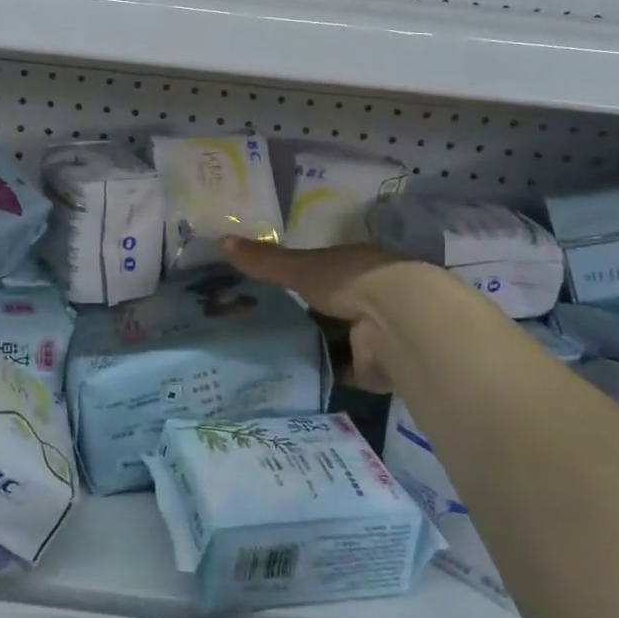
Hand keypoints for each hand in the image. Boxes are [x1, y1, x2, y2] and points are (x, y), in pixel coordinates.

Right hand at [222, 238, 440, 392]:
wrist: (397, 321)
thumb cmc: (350, 280)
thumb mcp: (300, 266)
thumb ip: (265, 260)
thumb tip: (221, 240)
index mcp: (354, 267)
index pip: (322, 271)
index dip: (299, 278)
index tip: (269, 288)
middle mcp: (367, 298)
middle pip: (328, 308)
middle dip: (304, 316)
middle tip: (259, 324)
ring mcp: (373, 334)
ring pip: (336, 340)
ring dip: (314, 346)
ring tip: (268, 353)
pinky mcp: (374, 368)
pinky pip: (342, 371)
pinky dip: (324, 374)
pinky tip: (292, 377)